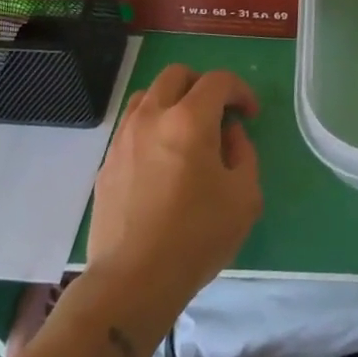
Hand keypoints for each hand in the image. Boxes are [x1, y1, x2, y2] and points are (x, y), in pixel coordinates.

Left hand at [77, 64, 262, 337]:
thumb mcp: (244, 196)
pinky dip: (151, 125)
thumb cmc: (197, 237)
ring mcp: (124, 138)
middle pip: (177, 75)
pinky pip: (131, 125)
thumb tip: (229, 135)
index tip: (250, 114)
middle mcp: (153, 117)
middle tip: (218, 113)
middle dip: (203, 85)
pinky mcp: (107, 163)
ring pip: (148, 95)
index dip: (241, 90)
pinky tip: (162, 157)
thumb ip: (244, 154)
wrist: (132, 281)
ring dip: (172, 101)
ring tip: (187, 130)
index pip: (218, 81)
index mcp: (190, 120)